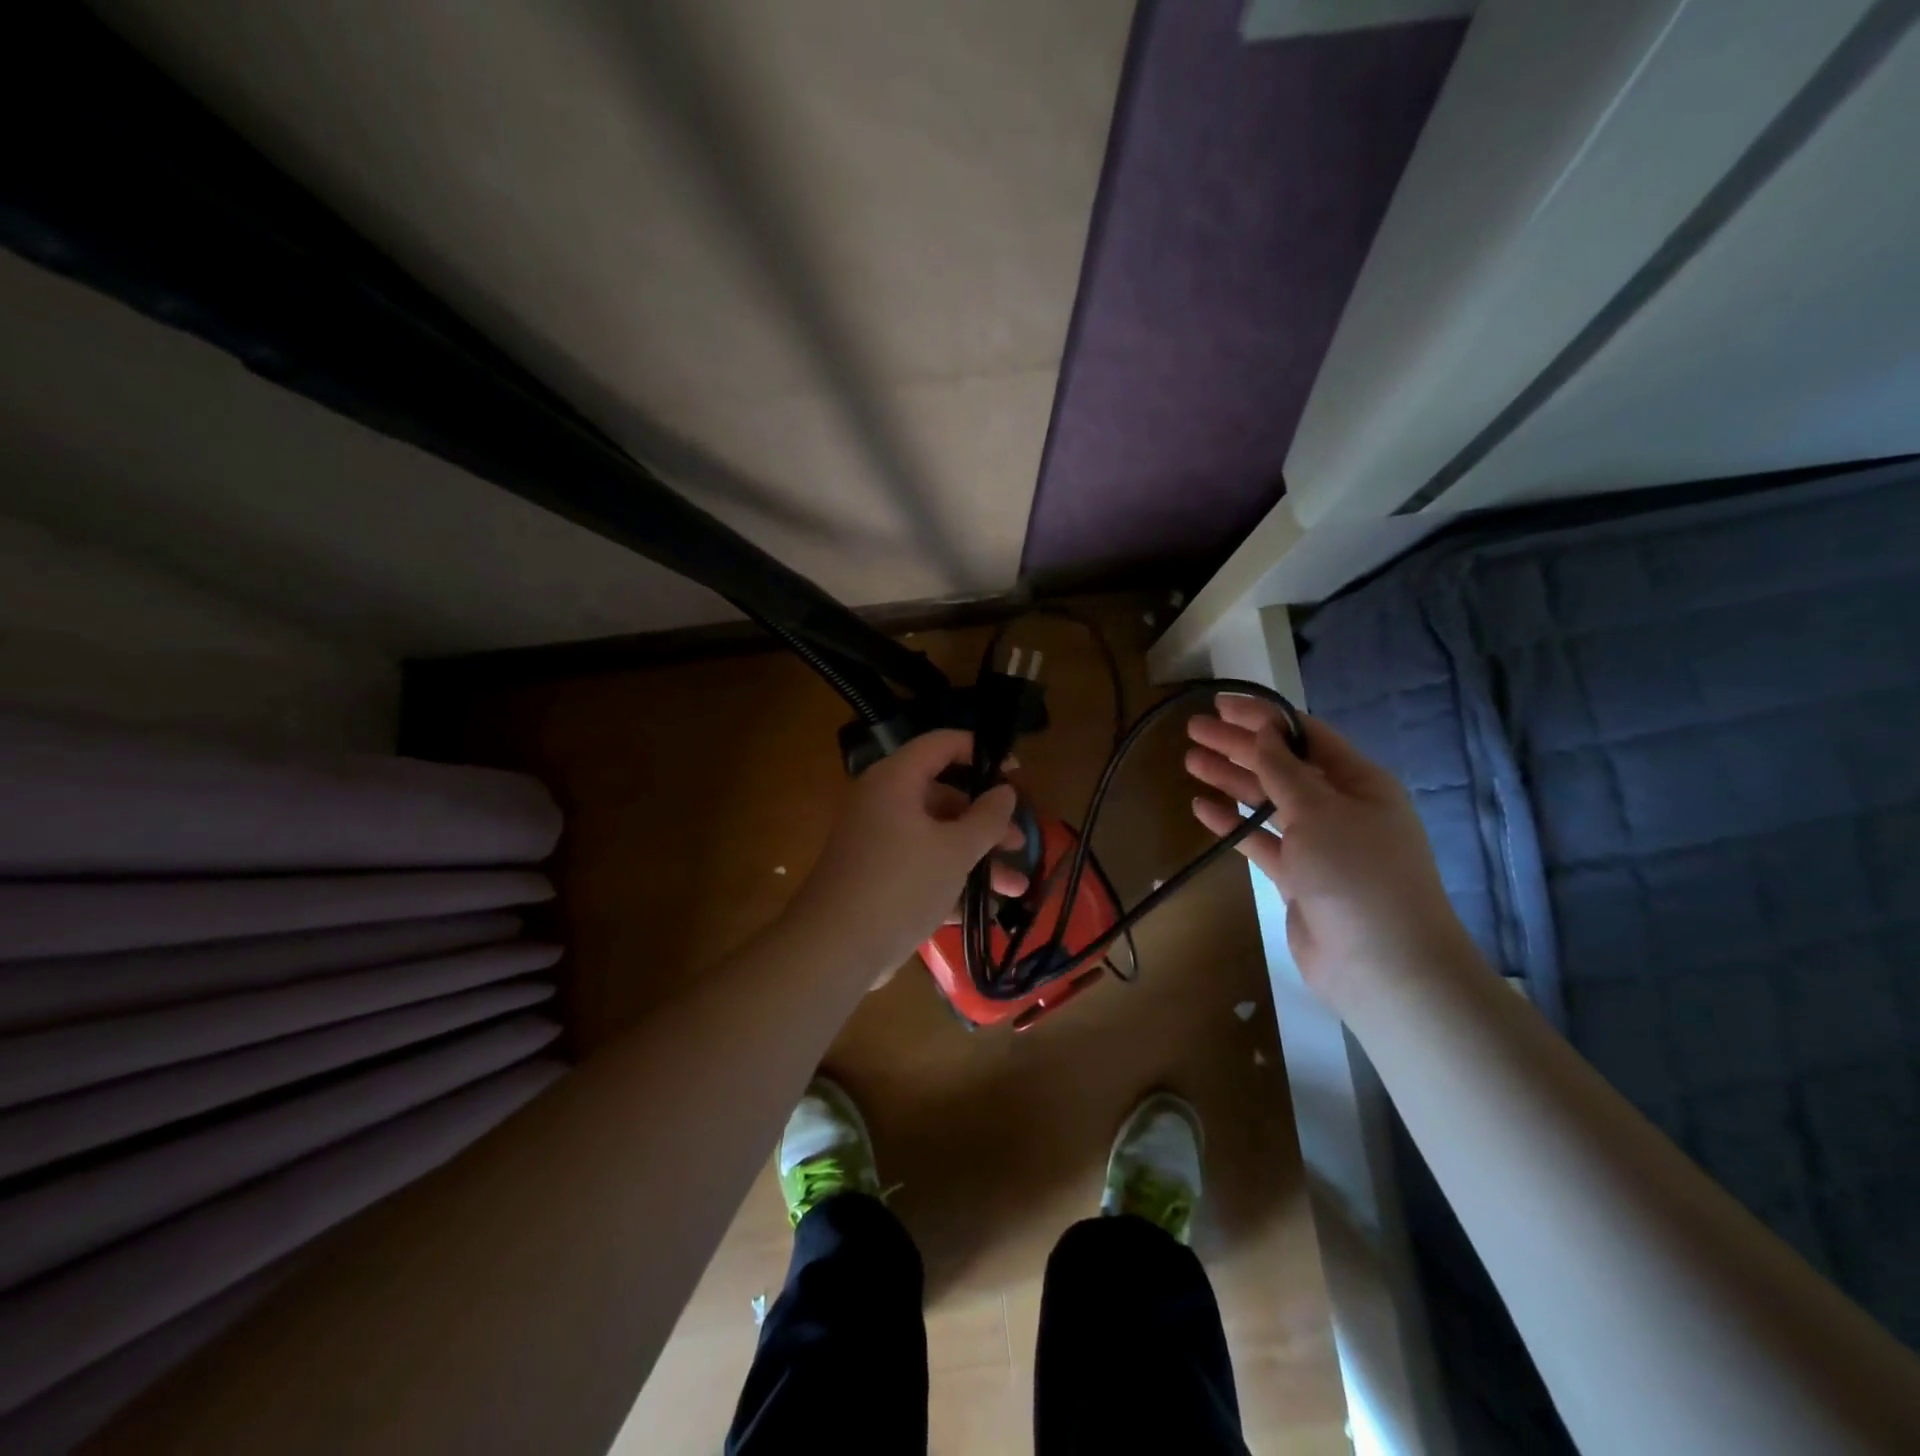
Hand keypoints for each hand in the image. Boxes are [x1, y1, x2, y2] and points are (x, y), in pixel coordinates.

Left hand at [787, 730, 1026, 976]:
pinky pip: (921, 867)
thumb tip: (1006, 792)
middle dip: (986, 821)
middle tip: (1019, 842)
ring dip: (977, 859)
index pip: (942, 744)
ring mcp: (877, 842)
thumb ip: (987, 818)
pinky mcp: (876, 877)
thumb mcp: (955, 850)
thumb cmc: (901, 885)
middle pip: (943, 796)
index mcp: (895, 780)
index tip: (1017, 773)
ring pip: (936, 837)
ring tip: (1015, 888)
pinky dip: (951, 881)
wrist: (834, 950)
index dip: (981, 752)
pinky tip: (985, 910)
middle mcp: (883, 803)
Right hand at [1185, 696, 1479, 1013]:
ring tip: (1191, 762)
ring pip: (1266, 801)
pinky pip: (1260, 840)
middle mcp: (1339, 806)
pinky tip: (1203, 808)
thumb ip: (1284, 771)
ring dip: (1230, 780)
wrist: (1384, 966)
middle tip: (1193, 730)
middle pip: (1280, 765)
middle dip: (1238, 746)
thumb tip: (1262, 732)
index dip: (1261, 717)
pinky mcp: (1298, 877)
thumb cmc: (1357, 874)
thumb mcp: (1320, 811)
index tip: (1220, 704)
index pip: (1304, 735)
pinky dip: (1233, 824)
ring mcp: (1318, 843)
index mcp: (1358, 781)